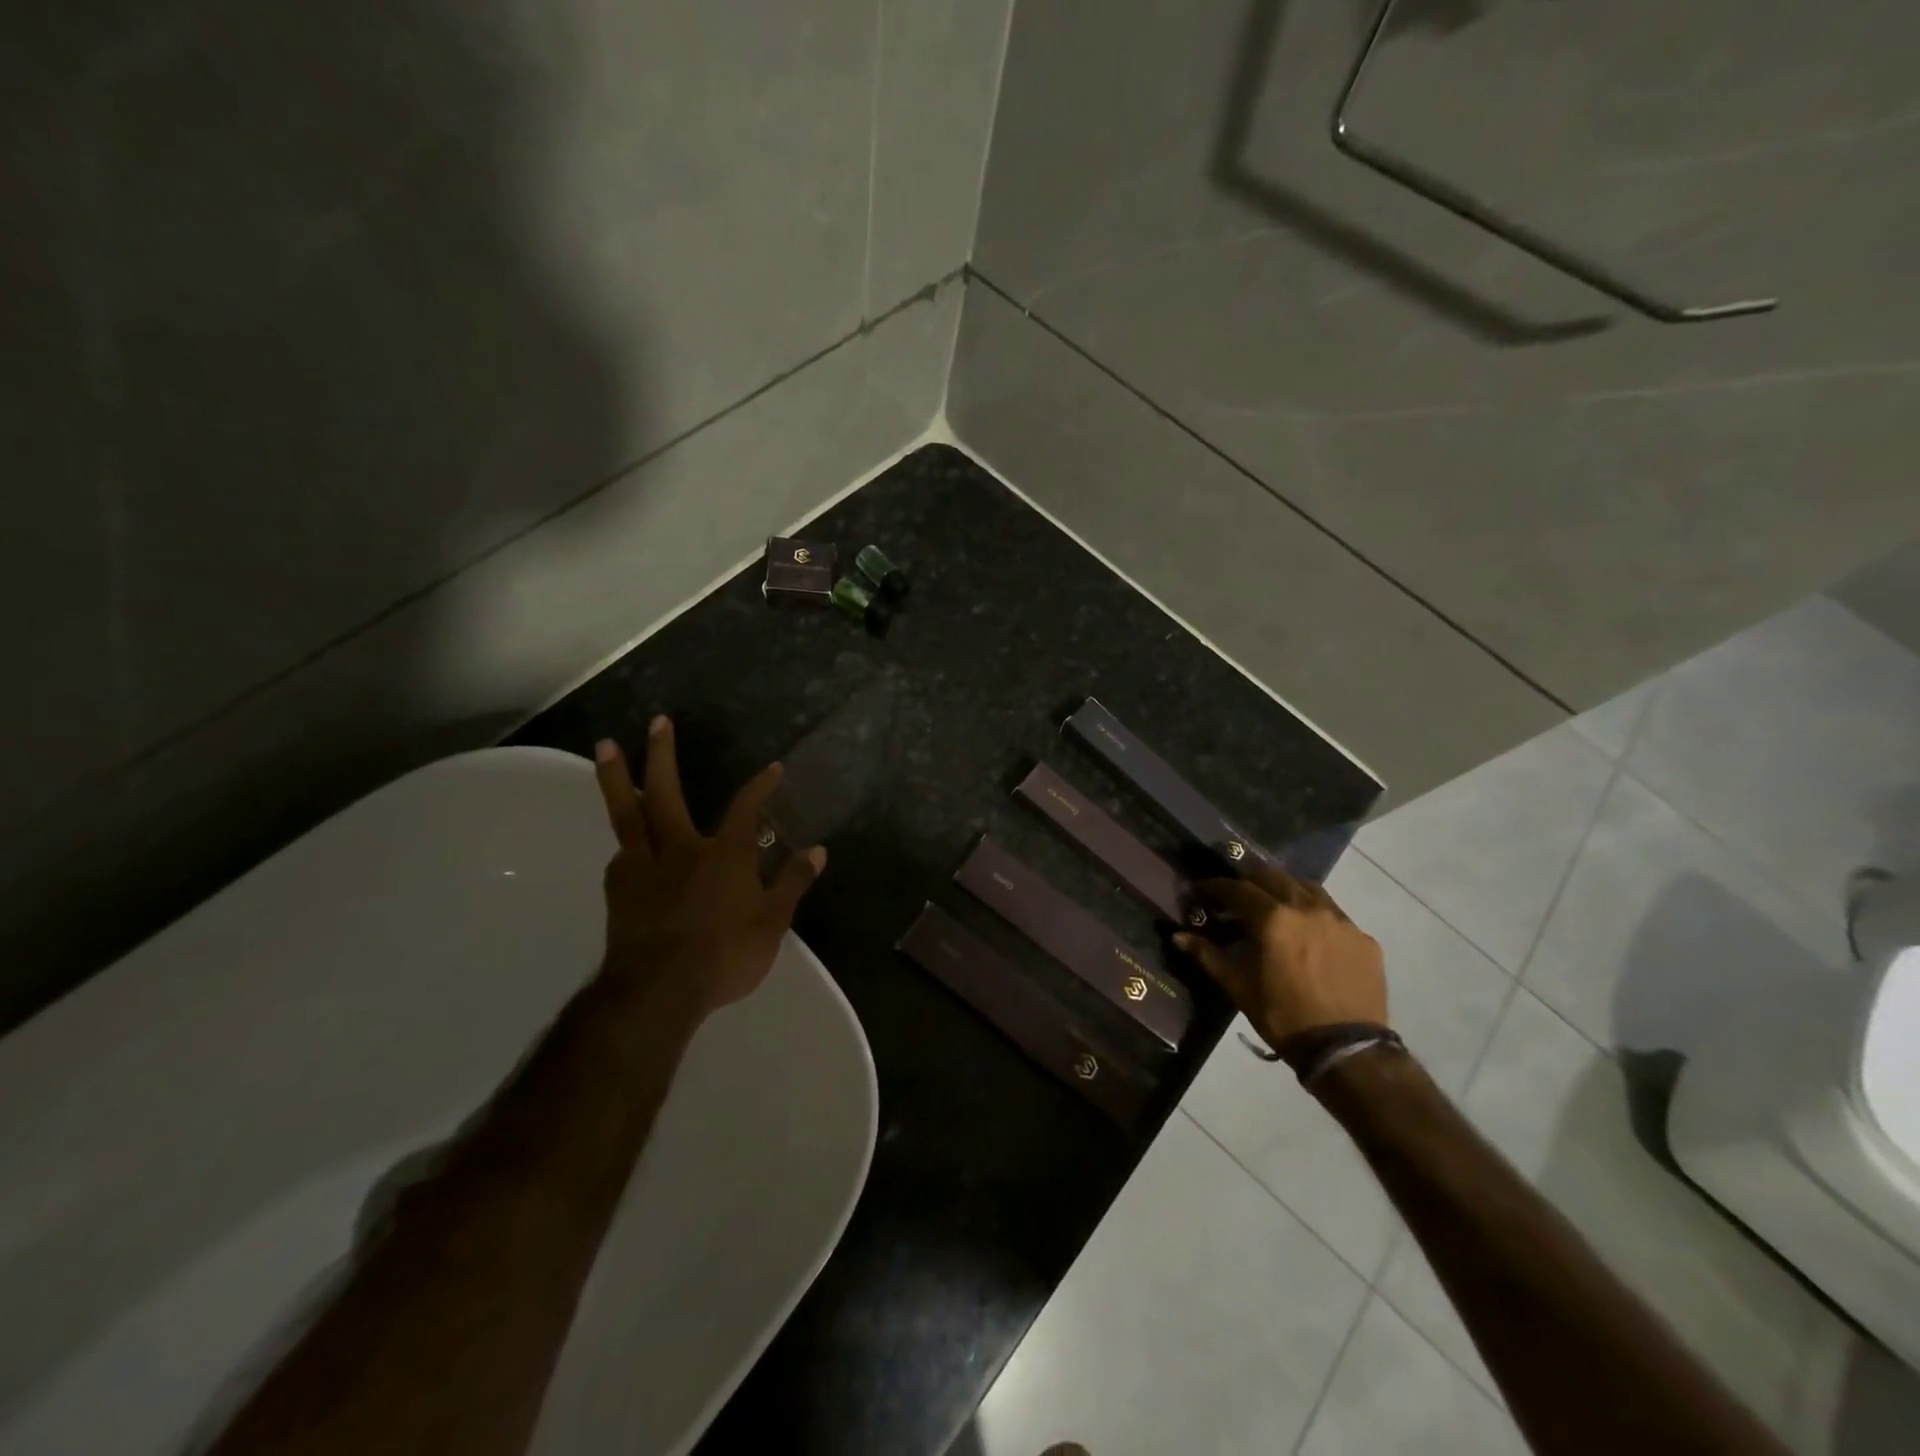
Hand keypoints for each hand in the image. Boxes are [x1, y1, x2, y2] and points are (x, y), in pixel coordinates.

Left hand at [591, 716, 824, 1015]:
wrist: (658, 991)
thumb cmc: (725, 955)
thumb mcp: (773, 923)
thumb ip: (793, 883)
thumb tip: (818, 851)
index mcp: (724, 855)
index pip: (746, 808)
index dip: (761, 786)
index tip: (773, 768)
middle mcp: (681, 849)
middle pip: (667, 793)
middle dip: (663, 755)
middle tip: (657, 721)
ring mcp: (644, 867)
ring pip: (628, 814)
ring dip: (617, 778)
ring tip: (606, 746)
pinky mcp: (619, 890)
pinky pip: (621, 854)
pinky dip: (624, 842)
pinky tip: (624, 844)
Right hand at [1175, 864, 1385, 1051]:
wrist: (1347, 1050)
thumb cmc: (1283, 1017)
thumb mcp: (1239, 987)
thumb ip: (1208, 955)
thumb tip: (1178, 937)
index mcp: (1274, 918)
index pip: (1237, 889)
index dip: (1215, 887)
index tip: (1201, 889)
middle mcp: (1307, 908)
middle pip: (1273, 877)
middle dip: (1250, 880)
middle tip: (1236, 895)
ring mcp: (1340, 921)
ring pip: (1308, 888)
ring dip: (1286, 890)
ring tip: (1275, 907)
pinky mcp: (1363, 938)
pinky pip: (1335, 914)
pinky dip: (1315, 915)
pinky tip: (1310, 935)